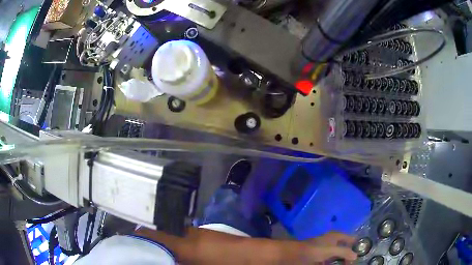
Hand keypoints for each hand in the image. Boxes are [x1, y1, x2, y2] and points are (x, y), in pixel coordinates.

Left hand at [299, 231, 356, 263]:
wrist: (295, 255)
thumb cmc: (315, 250)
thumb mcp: (331, 250)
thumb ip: (344, 252)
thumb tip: (356, 256)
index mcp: (336, 236)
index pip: (350, 238)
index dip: (355, 245)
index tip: (360, 253)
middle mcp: (332, 241)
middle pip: (344, 248)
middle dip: (348, 255)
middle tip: (351, 262)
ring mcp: (325, 249)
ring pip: (337, 255)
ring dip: (340, 260)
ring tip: (345, 264)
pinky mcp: (319, 257)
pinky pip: (329, 260)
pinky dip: (332, 263)